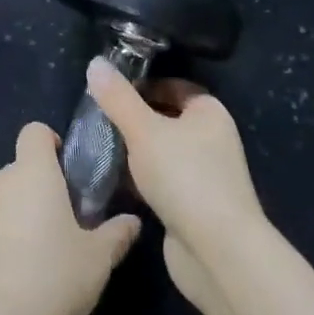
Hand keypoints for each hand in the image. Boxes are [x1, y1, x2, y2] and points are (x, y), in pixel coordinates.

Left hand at [0, 124, 141, 314]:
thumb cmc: (52, 282)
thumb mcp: (97, 261)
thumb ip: (116, 234)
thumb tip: (132, 221)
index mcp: (33, 173)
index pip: (35, 132)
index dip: (50, 145)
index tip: (64, 174)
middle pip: (18, 170)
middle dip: (35, 190)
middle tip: (54, 227)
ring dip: (11, 213)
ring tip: (26, 256)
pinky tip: (0, 273)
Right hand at [85, 59, 268, 314]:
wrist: (217, 252)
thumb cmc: (184, 177)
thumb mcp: (143, 130)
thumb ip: (118, 98)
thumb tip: (95, 63)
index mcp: (209, 113)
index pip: (173, 86)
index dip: (142, 85)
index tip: (109, 92)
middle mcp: (212, 140)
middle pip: (166, 119)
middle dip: (133, 120)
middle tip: (98, 120)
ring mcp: (204, 175)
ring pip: (161, 153)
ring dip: (134, 152)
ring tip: (98, 148)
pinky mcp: (193, 206)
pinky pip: (161, 182)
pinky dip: (140, 180)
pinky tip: (112, 182)